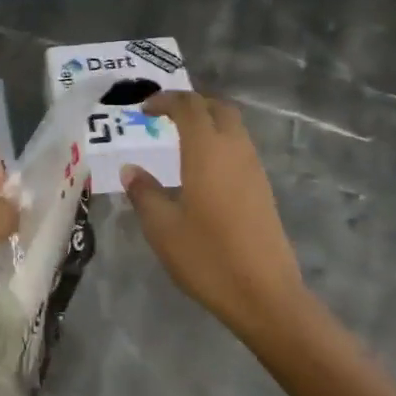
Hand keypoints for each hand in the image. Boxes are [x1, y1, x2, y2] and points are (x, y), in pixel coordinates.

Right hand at [121, 92, 306, 339]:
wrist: (265, 295)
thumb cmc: (207, 257)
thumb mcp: (162, 227)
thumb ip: (144, 193)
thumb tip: (131, 170)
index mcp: (207, 151)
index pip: (189, 106)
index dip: (165, 100)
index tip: (144, 110)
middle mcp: (234, 151)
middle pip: (218, 108)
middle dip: (191, 104)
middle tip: (165, 116)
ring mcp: (254, 170)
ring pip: (233, 128)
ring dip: (208, 123)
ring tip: (180, 140)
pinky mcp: (263, 190)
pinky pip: (240, 149)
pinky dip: (219, 143)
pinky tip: (202, 170)